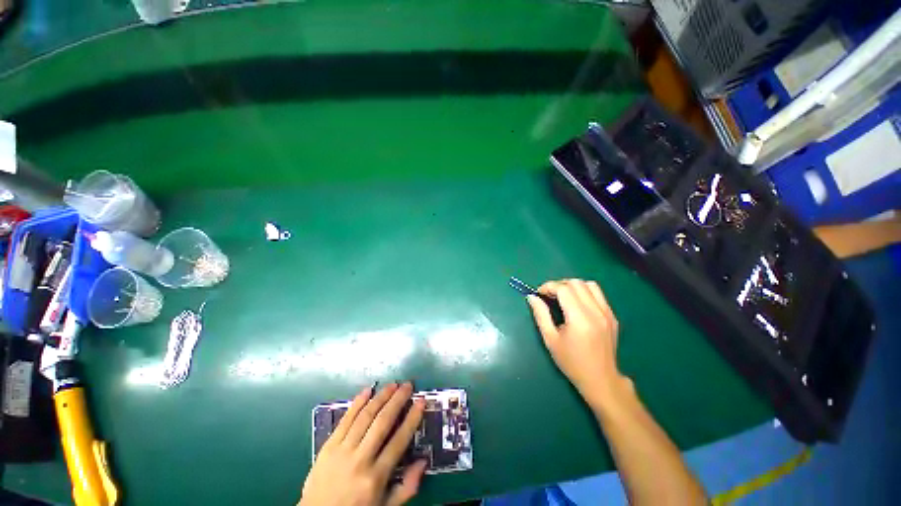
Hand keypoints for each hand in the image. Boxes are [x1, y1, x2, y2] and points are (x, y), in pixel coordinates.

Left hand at [299, 383, 426, 505]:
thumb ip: (406, 488)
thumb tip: (423, 462)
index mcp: (375, 478)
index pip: (399, 441)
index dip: (412, 418)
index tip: (421, 401)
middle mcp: (360, 460)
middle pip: (382, 422)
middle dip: (397, 400)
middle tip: (408, 385)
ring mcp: (342, 451)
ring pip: (365, 416)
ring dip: (380, 397)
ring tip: (392, 385)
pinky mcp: (328, 446)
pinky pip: (345, 419)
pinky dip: (357, 402)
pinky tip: (367, 390)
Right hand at [527, 279, 628, 408]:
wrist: (600, 379)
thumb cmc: (571, 362)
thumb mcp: (550, 339)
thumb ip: (540, 315)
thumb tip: (531, 297)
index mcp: (580, 319)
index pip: (564, 289)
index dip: (548, 287)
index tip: (539, 293)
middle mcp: (596, 312)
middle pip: (576, 283)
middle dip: (559, 285)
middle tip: (549, 296)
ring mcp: (607, 313)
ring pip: (589, 285)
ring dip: (573, 286)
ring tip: (563, 297)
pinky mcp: (612, 316)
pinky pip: (598, 294)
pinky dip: (585, 293)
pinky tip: (577, 304)